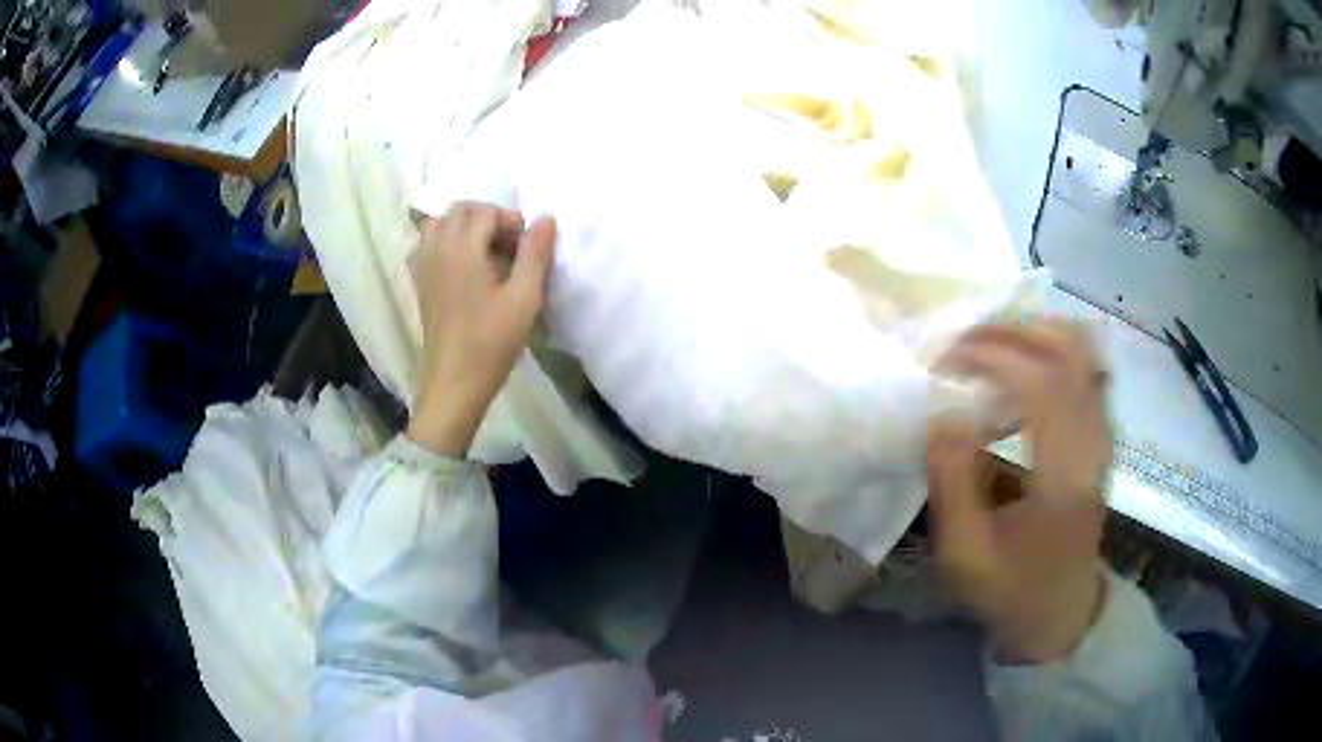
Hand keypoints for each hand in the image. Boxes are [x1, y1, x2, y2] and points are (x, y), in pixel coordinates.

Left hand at [406, 203, 556, 455]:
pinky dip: (444, 243)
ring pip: (437, 225)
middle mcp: (437, 249)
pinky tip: (462, 267)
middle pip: (458, 210)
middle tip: (509, 245)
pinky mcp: (420, 285)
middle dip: (487, 217)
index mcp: (463, 248)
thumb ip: (535, 254)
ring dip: (463, 227)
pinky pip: (426, 246)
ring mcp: (424, 267)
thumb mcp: (525, 298)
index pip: (486, 212)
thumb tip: (544, 218)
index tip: (527, 247)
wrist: (454, 383)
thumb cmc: (492, 342)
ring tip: (485, 251)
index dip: (511, 221)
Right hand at [927, 320, 1112, 663]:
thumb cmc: (1011, 590)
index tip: (947, 358)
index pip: (1041, 384)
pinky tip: (1022, 359)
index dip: (993, 356)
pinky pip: (1086, 366)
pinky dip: (1053, 347)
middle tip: (964, 341)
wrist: (1062, 612)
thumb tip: (942, 412)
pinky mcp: (1102, 434)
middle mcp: (1094, 443)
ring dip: (1034, 333)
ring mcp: (1103, 434)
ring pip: (1082, 350)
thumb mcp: (965, 555)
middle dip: (1012, 331)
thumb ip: (951, 483)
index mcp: (1064, 476)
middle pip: (1068, 350)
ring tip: (988, 343)